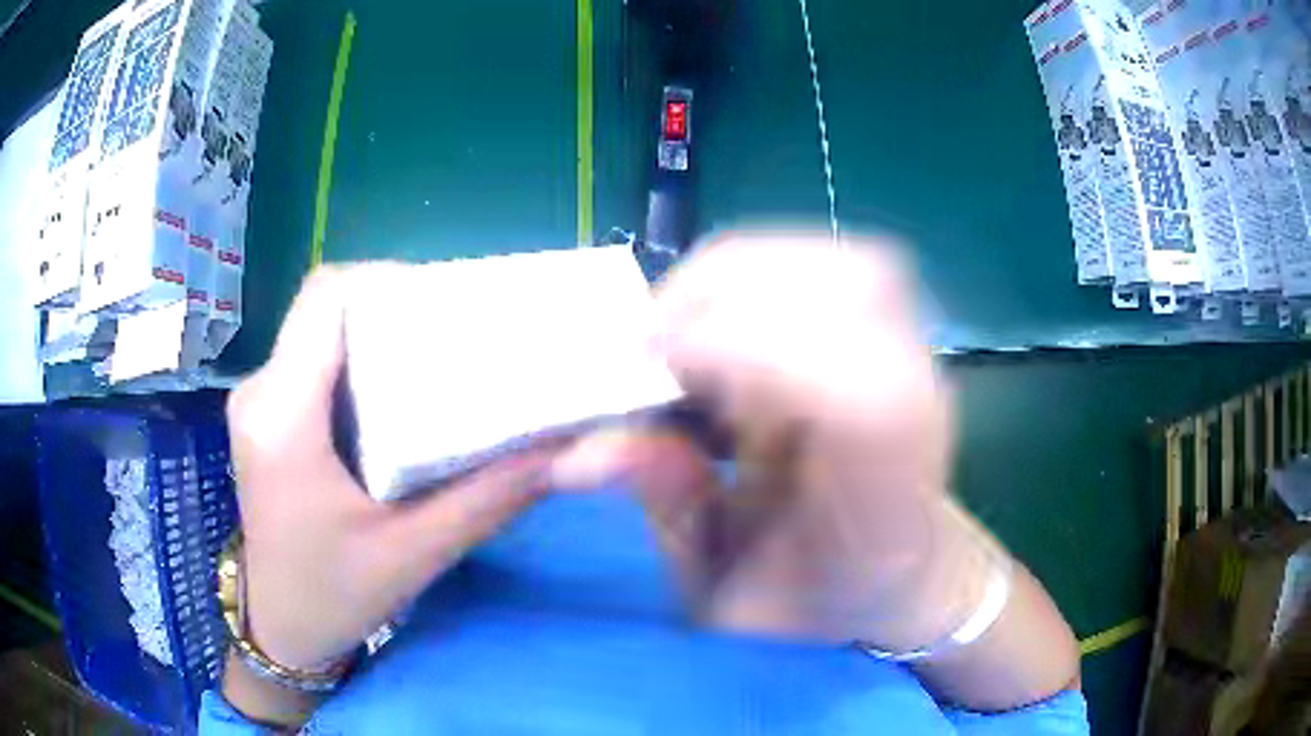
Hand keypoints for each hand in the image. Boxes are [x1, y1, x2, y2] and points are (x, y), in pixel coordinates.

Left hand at [226, 265, 559, 674]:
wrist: (283, 629)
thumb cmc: (336, 597)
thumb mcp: (416, 553)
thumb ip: (490, 497)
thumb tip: (563, 448)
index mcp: (282, 417)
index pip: (327, 298)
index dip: (388, 281)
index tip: (448, 305)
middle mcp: (261, 392)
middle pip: (326, 308)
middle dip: (393, 308)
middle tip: (457, 337)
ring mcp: (258, 402)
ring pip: (320, 331)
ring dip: (378, 336)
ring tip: (436, 364)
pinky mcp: (267, 416)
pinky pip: (313, 361)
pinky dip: (359, 363)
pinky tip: (398, 400)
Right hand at [554, 234, 1077, 709]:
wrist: (893, 578)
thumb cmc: (814, 604)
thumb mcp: (725, 593)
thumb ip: (672, 514)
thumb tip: (583, 451)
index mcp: (891, 508)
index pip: (861, 395)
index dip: (751, 351)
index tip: (649, 364)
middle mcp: (923, 415)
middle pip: (859, 290)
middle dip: (727, 294)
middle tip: (647, 345)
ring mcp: (917, 364)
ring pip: (842, 264)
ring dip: (738, 277)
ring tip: (679, 330)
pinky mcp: (894, 337)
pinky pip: (828, 267)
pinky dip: (755, 275)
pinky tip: (719, 321)